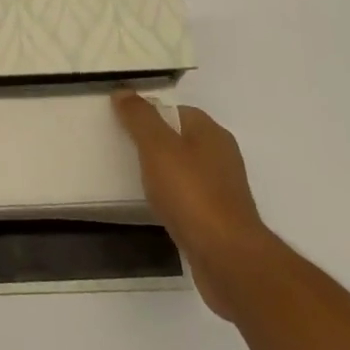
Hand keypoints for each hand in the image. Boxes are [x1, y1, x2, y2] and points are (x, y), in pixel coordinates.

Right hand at [113, 93, 276, 319]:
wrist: (227, 258)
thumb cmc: (191, 194)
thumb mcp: (157, 147)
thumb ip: (139, 118)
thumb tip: (123, 91)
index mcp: (211, 133)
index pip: (176, 111)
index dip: (149, 114)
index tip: (122, 125)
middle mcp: (221, 156)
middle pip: (180, 139)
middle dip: (153, 143)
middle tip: (122, 150)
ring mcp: (222, 189)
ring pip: (183, 170)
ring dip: (161, 173)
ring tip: (132, 179)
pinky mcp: (218, 218)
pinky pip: (187, 197)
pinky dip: (170, 198)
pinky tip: (155, 207)